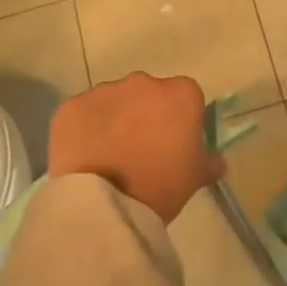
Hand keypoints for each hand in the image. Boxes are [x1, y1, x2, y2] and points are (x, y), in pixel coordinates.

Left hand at [48, 73, 225, 225]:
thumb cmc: (161, 185)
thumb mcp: (197, 177)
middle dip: (147, 114)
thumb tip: (215, 159)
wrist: (106, 203)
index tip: (176, 142)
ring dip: (115, 119)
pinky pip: (84, 113)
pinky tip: (87, 155)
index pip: (187, 97)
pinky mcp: (71, 106)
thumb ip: (210, 161)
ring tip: (110, 155)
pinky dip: (86, 128)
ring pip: (114, 101)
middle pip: (149, 94)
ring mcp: (104, 91)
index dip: (182, 118)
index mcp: (180, 94)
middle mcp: (143, 82)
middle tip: (142, 149)